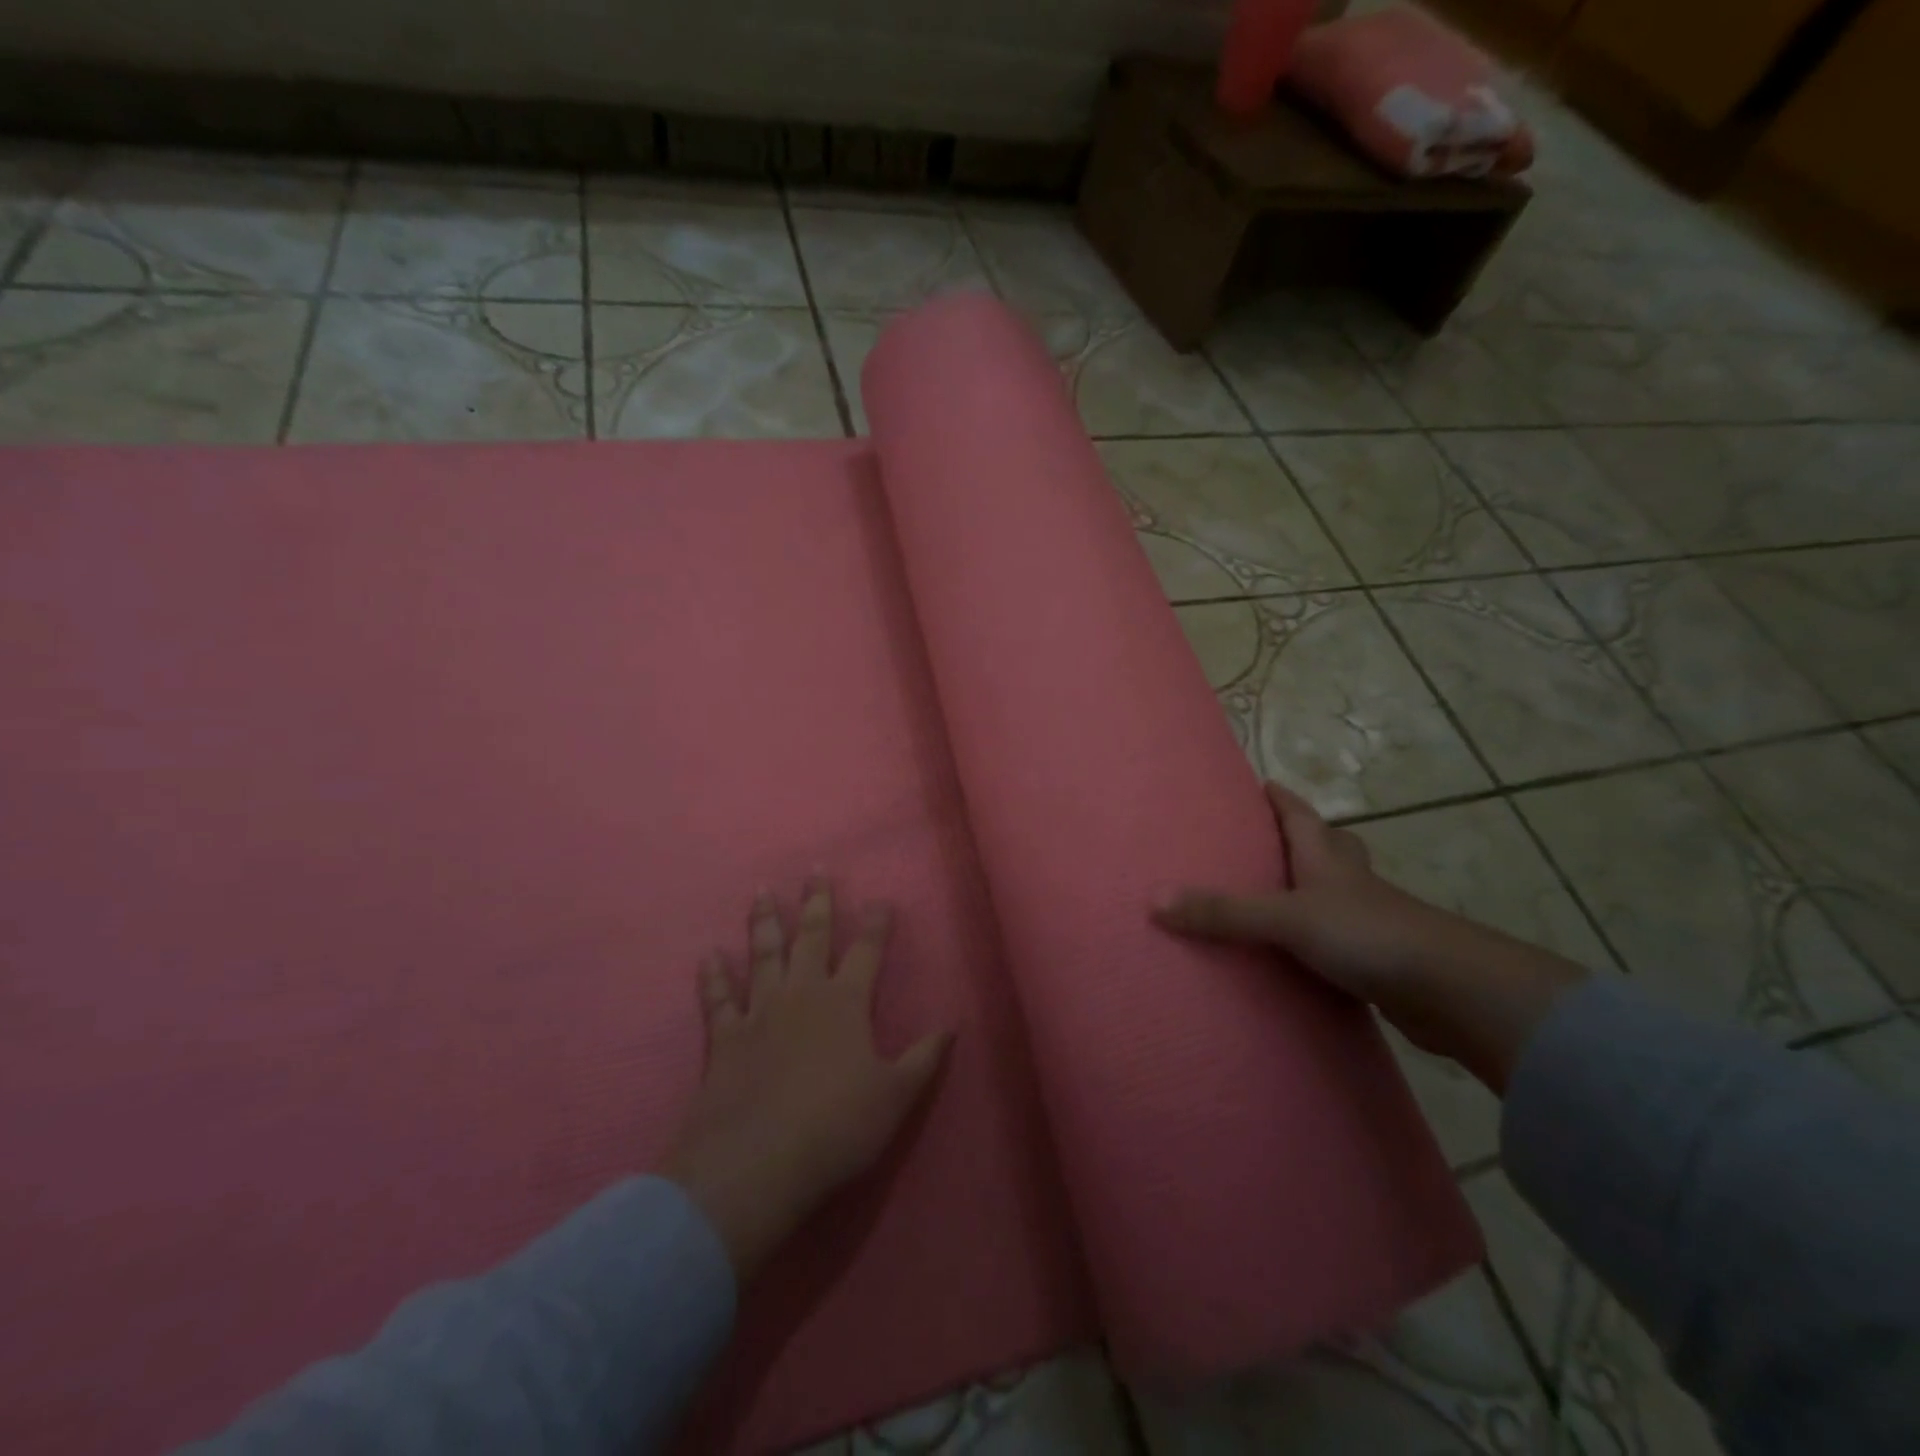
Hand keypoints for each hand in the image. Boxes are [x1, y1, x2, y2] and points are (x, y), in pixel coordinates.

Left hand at [659, 878, 952, 1281]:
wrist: (755, 1165)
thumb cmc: (835, 1128)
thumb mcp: (895, 1097)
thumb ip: (924, 1058)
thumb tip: (952, 1025)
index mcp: (846, 1003)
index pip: (867, 951)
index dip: (877, 923)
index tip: (881, 899)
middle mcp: (803, 994)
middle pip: (812, 937)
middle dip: (818, 902)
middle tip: (816, 870)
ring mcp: (760, 1012)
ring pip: (764, 954)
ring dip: (764, 921)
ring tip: (762, 891)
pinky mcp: (724, 1038)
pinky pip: (718, 998)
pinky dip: (713, 976)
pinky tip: (709, 955)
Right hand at [1152, 783, 1585, 1091]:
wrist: (1451, 991)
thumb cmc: (1367, 934)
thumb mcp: (1286, 919)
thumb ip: (1223, 913)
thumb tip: (1155, 901)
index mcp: (1327, 860)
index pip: (1301, 815)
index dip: (1281, 798)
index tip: (1261, 783)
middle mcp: (1350, 882)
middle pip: (1331, 846)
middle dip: (1307, 837)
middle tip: (1271, 839)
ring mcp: (1371, 921)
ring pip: (1340, 893)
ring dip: (1316, 889)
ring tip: (1279, 898)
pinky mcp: (1381, 960)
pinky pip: (1344, 938)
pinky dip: (1324, 939)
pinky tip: (1305, 956)